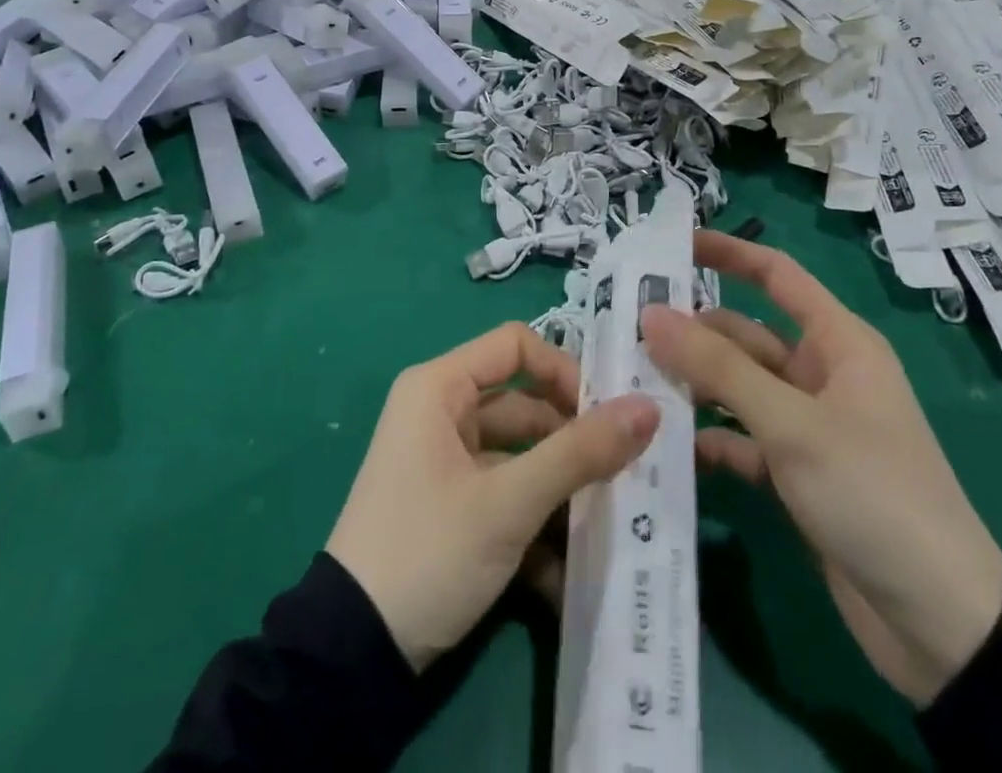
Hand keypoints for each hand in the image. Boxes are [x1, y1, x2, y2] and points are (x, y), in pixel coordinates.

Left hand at [327, 323, 658, 671]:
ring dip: (560, 492)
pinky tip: (565, 574)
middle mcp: (440, 412)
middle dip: (572, 442)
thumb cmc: (429, 550)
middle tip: (624, 475)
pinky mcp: (450, 505)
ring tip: (607, 526)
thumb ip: (579, 453)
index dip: (563, 371)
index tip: (607, 415)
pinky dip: (534, 525)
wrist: (352, 655)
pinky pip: (503, 494)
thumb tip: (648, 407)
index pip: (516, 347)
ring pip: (519, 456)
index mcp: (440, 388)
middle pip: (523, 405)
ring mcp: (444, 461)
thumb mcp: (509, 503)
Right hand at [641, 231, 1001, 707]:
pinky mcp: (794, 473)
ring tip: (630, 382)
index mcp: (837, 344)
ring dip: (692, 385)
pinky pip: (739, 440)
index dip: (728, 253)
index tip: (670, 245)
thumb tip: (651, 313)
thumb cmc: (873, 493)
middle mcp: (820, 375)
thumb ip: (718, 367)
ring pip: (736, 387)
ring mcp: (806, 426)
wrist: (943, 626)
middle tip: (624, 330)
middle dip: (691, 332)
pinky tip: (665, 446)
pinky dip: (708, 438)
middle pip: (744, 335)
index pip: (776, 276)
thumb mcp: (792, 423)